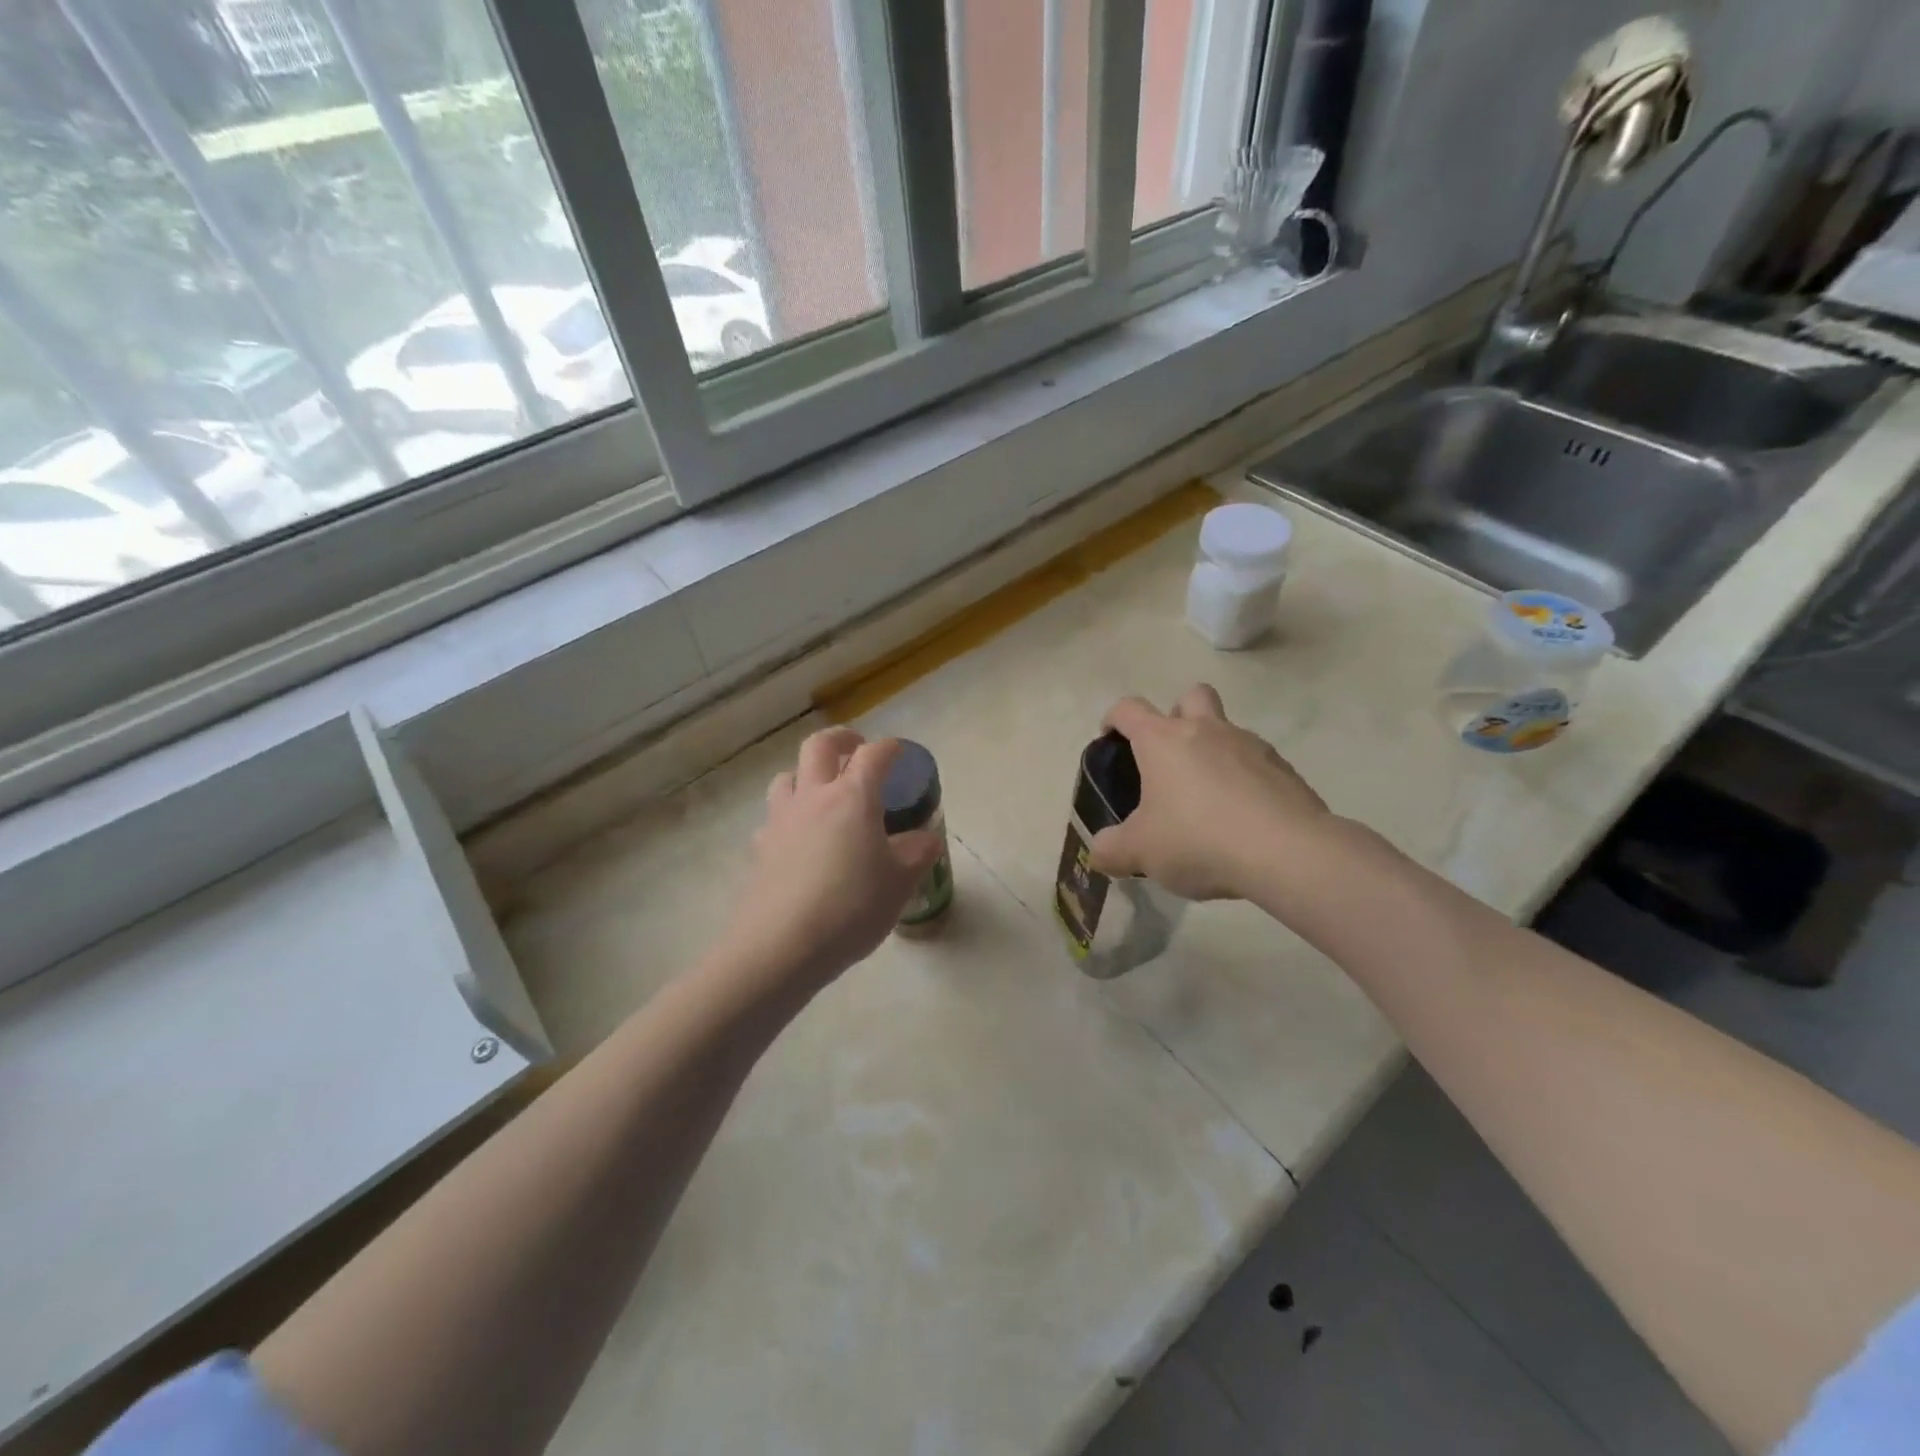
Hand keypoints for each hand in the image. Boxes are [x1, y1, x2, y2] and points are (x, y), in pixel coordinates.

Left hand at [715, 728, 942, 1002]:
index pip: (874, 755)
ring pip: (787, 776)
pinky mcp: (760, 848)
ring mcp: (781, 820)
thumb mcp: (900, 883)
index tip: (900, 752)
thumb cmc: (851, 908)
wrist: (781, 946)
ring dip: (806, 773)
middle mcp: (813, 797)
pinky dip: (789, 815)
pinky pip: (774, 817)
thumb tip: (928, 838)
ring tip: (822, 790)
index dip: (890, 748)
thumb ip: (918, 854)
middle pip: (819, 746)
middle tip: (856, 748)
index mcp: (853, 798)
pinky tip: (798, 838)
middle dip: (841, 738)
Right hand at [1087, 684, 1330, 900]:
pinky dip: (1245, 780)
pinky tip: (1242, 818)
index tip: (1110, 740)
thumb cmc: (1197, 839)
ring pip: (1227, 730)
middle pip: (1190, 696)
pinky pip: (1256, 763)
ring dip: (1213, 751)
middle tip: (1169, 758)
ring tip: (1207, 799)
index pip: (1128, 709)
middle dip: (1177, 715)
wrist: (1286, 853)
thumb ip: (1111, 850)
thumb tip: (1099, 853)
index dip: (1114, 719)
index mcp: (1163, 740)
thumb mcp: (1140, 852)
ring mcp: (1250, 745)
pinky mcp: (1284, 769)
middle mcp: (1206, 730)